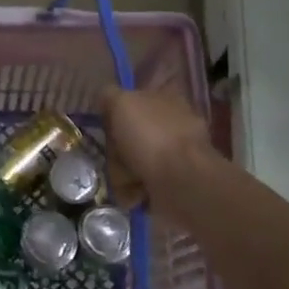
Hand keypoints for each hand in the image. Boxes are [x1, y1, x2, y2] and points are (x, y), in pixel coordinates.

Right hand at [100, 86, 214, 210]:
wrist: (183, 183)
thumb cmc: (152, 136)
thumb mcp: (122, 102)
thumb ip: (110, 96)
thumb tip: (105, 97)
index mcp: (166, 99)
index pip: (134, 100)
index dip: (117, 111)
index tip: (106, 123)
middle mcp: (172, 126)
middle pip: (130, 134)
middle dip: (116, 147)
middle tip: (114, 154)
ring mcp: (174, 156)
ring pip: (133, 161)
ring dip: (122, 171)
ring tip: (125, 178)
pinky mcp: (172, 184)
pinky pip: (141, 185)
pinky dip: (133, 190)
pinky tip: (134, 192)